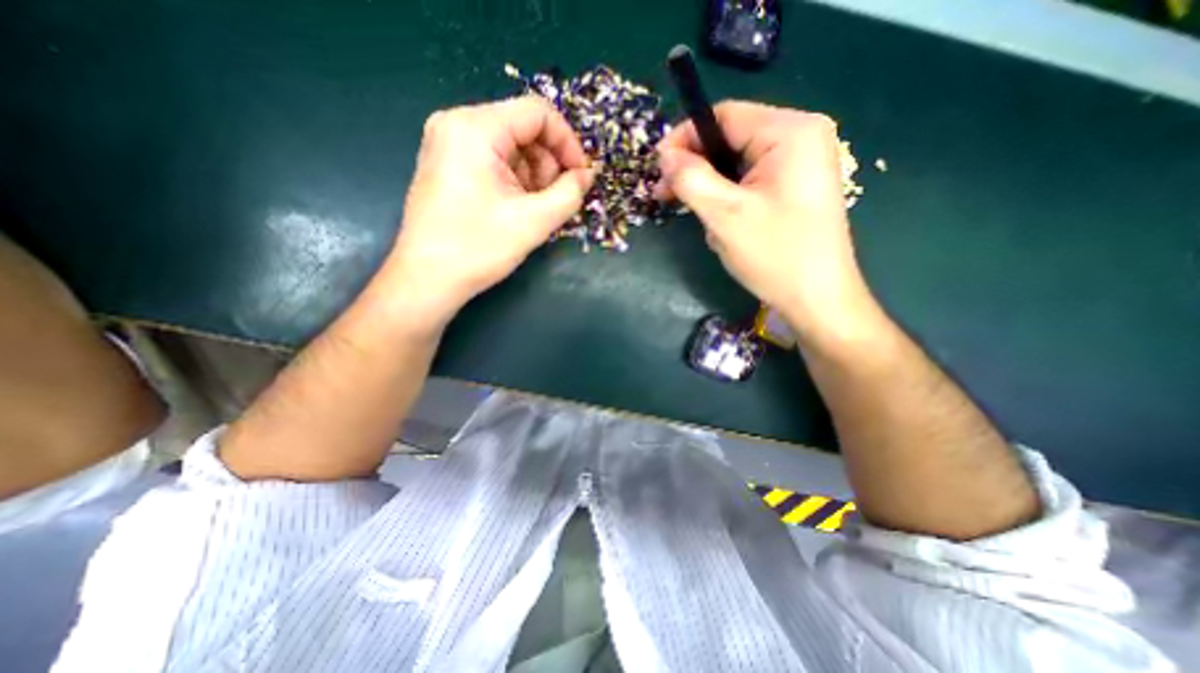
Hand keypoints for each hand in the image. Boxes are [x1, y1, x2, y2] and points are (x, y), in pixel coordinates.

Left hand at [382, 96, 590, 331]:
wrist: (428, 279)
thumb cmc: (478, 248)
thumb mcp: (534, 221)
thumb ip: (570, 193)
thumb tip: (587, 176)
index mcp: (475, 128)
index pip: (538, 113)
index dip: (568, 143)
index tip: (582, 177)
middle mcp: (457, 124)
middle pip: (524, 129)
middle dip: (549, 164)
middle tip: (556, 201)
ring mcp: (449, 143)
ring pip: (511, 147)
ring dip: (534, 176)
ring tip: (535, 210)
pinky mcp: (448, 163)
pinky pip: (495, 160)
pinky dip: (515, 181)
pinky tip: (517, 208)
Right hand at [655, 101, 873, 335]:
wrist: (817, 299)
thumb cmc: (776, 255)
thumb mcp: (725, 215)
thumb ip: (691, 178)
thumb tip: (665, 155)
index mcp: (790, 132)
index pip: (723, 116)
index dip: (684, 138)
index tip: (657, 169)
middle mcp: (799, 138)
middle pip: (729, 140)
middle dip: (696, 170)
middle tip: (666, 197)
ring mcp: (799, 165)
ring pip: (735, 165)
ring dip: (711, 192)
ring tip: (705, 224)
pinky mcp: (793, 188)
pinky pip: (748, 184)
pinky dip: (728, 202)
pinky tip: (724, 228)